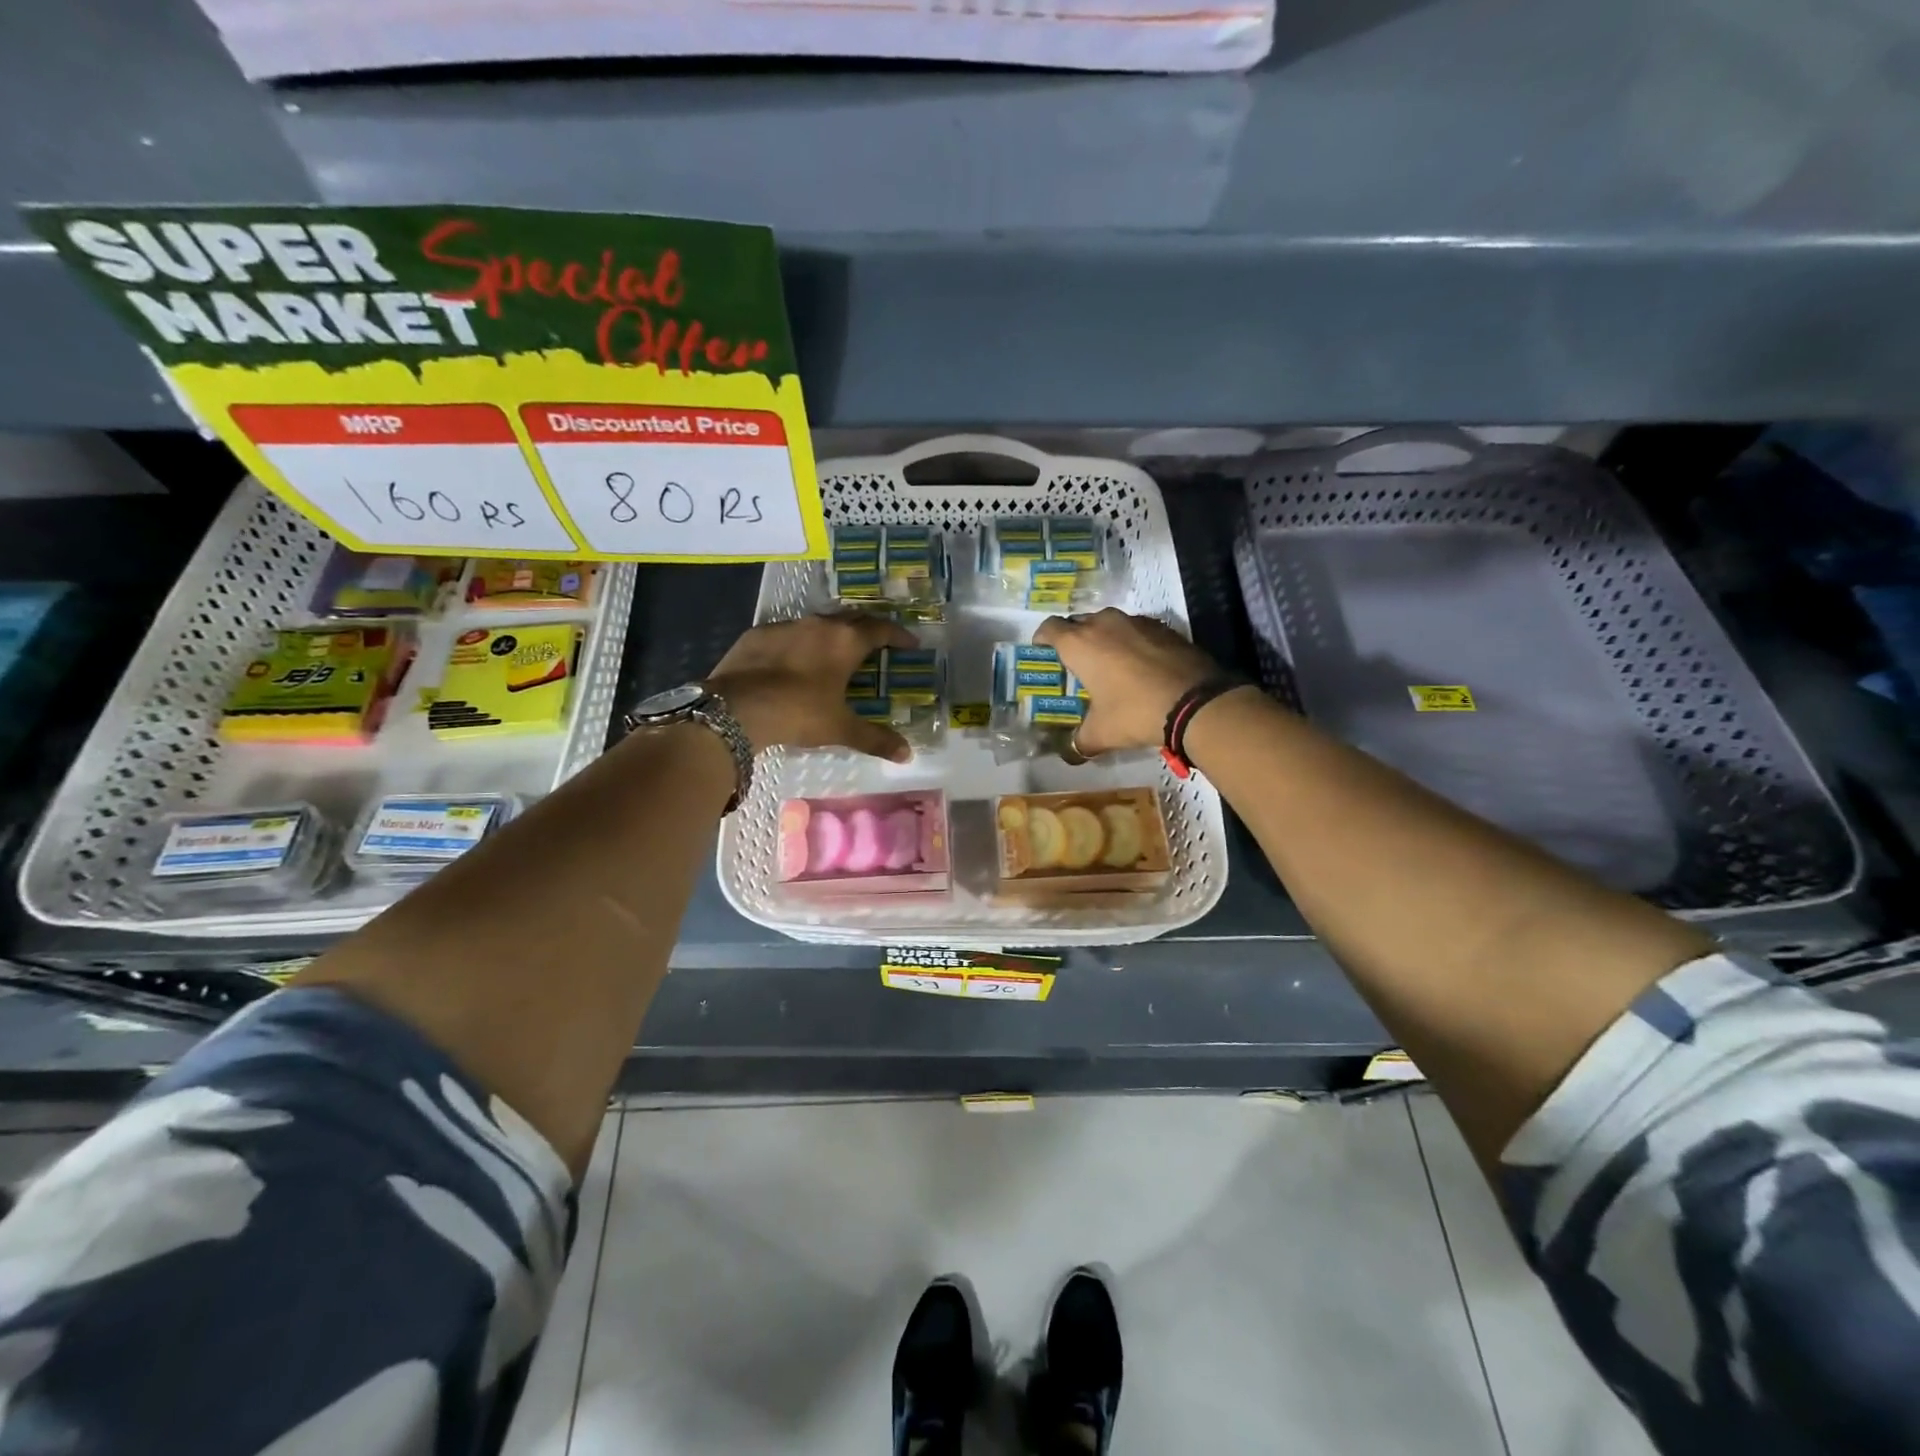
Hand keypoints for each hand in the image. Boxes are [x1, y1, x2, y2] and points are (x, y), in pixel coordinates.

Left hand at [706, 612, 917, 761]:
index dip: (898, 635)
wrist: (736, 709)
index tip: (910, 643)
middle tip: (877, 643)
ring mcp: (785, 626)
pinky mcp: (757, 634)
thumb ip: (875, 738)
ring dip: (832, 634)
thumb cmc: (798, 713)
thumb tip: (907, 754)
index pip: (881, 628)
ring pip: (817, 623)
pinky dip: (799, 643)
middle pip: (852, 618)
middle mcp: (819, 624)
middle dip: (868, 628)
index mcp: (845, 641)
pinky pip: (787, 633)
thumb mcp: (840, 728)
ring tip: (836, 652)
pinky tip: (794, 661)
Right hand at [1034, 608, 1221, 756]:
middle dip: (1074, 638)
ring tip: (1109, 663)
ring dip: (1104, 638)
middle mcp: (1104, 624)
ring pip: (1109, 623)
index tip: (1043, 651)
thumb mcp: (1101, 733)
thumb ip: (1081, 740)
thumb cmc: (1135, 712)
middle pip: (1079, 622)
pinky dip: (1132, 642)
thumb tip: (1072, 752)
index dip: (1042, 639)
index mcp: (1079, 644)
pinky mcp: (1164, 627)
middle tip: (1076, 663)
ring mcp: (1136, 622)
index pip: (1049, 629)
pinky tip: (1140, 665)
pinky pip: (1137, 630)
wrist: (1196, 702)